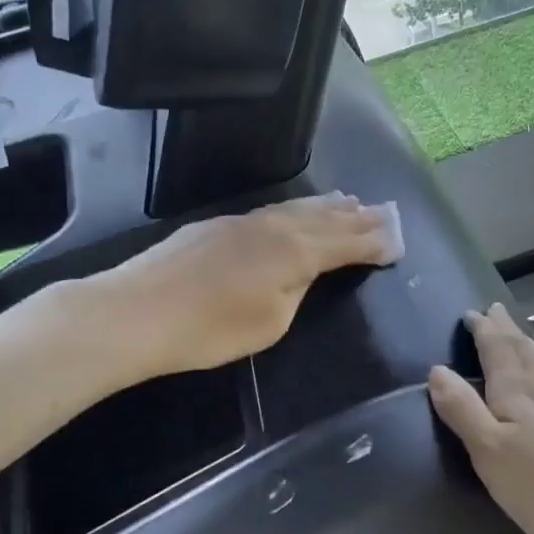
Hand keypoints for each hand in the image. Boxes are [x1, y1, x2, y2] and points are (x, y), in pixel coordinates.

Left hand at [106, 194, 398, 375]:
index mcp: (295, 252)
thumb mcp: (270, 323)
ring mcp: (244, 221)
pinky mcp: (218, 225)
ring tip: (350, 203)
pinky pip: (273, 210)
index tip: (397, 242)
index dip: (373, 243)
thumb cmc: (210, 330)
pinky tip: (296, 212)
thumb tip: (303, 272)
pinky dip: (297, 210)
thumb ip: (296, 291)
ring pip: (298, 209)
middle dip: (358, 218)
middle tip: (384, 213)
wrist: (137, 312)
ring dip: (328, 208)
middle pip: (326, 219)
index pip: (346, 244)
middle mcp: (276, 227)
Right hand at [428, 304, 533, 533]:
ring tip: (519, 335)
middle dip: (505, 328)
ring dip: (529, 340)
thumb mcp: (488, 452)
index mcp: (517, 388)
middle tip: (493, 312)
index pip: (496, 346)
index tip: (471, 314)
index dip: (483, 328)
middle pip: (523, 345)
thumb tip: (438, 368)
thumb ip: (462, 409)